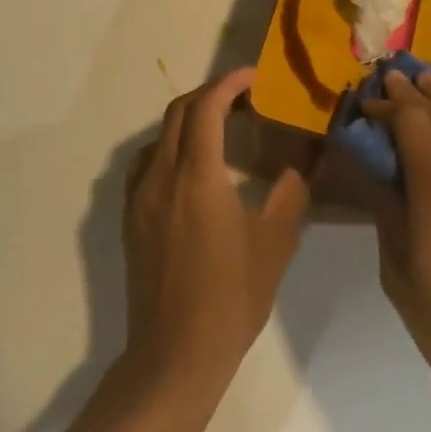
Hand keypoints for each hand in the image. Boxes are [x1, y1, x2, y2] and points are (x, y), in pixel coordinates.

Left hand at [121, 68, 311, 399]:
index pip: (206, 108)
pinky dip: (170, 147)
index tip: (252, 77)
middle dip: (209, 95)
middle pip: (178, 113)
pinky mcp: (131, 218)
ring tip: (220, 128)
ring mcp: (139, 197)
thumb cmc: (231, 299)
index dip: (228, 84)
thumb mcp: (275, 245)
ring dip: (188, 120)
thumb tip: (299, 165)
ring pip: (160, 137)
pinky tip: (191, 168)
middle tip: (242, 98)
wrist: (174, 354)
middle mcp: (161, 177)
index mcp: (197, 177)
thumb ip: (289, 194)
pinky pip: (147, 163)